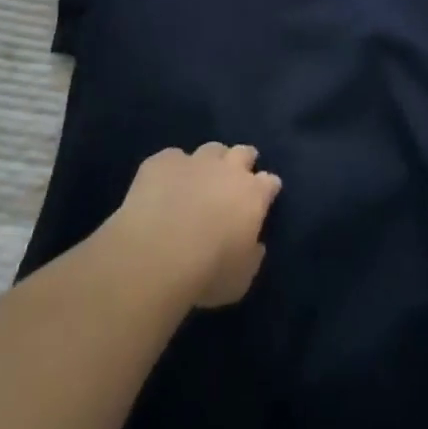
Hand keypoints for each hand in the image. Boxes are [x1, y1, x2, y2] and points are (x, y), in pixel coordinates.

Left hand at [107, 142, 282, 307]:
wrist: (157, 253)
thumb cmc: (207, 273)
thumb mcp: (241, 279)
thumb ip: (252, 256)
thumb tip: (255, 245)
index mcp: (253, 195)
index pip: (270, 182)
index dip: (268, 188)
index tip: (266, 195)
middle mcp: (228, 169)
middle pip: (243, 153)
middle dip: (244, 160)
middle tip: (237, 175)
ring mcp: (194, 161)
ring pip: (211, 150)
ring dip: (211, 161)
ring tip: (202, 177)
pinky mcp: (162, 161)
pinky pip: (172, 158)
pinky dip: (172, 169)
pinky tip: (164, 185)